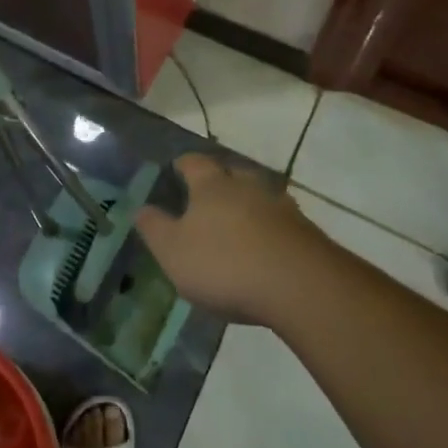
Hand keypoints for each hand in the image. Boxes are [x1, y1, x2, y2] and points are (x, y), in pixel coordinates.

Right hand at [134, 153, 331, 323]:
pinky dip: (271, 229)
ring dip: (249, 204)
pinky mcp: (305, 230)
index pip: (194, 162)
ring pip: (259, 195)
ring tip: (239, 222)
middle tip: (208, 197)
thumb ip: (155, 228)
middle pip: (232, 172)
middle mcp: (247, 185)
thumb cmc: (225, 264)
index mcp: (211, 185)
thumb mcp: (174, 251)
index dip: (183, 165)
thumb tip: (141, 208)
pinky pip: (281, 221)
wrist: (300, 285)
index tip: (177, 169)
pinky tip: (266, 247)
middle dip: (220, 181)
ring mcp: (280, 205)